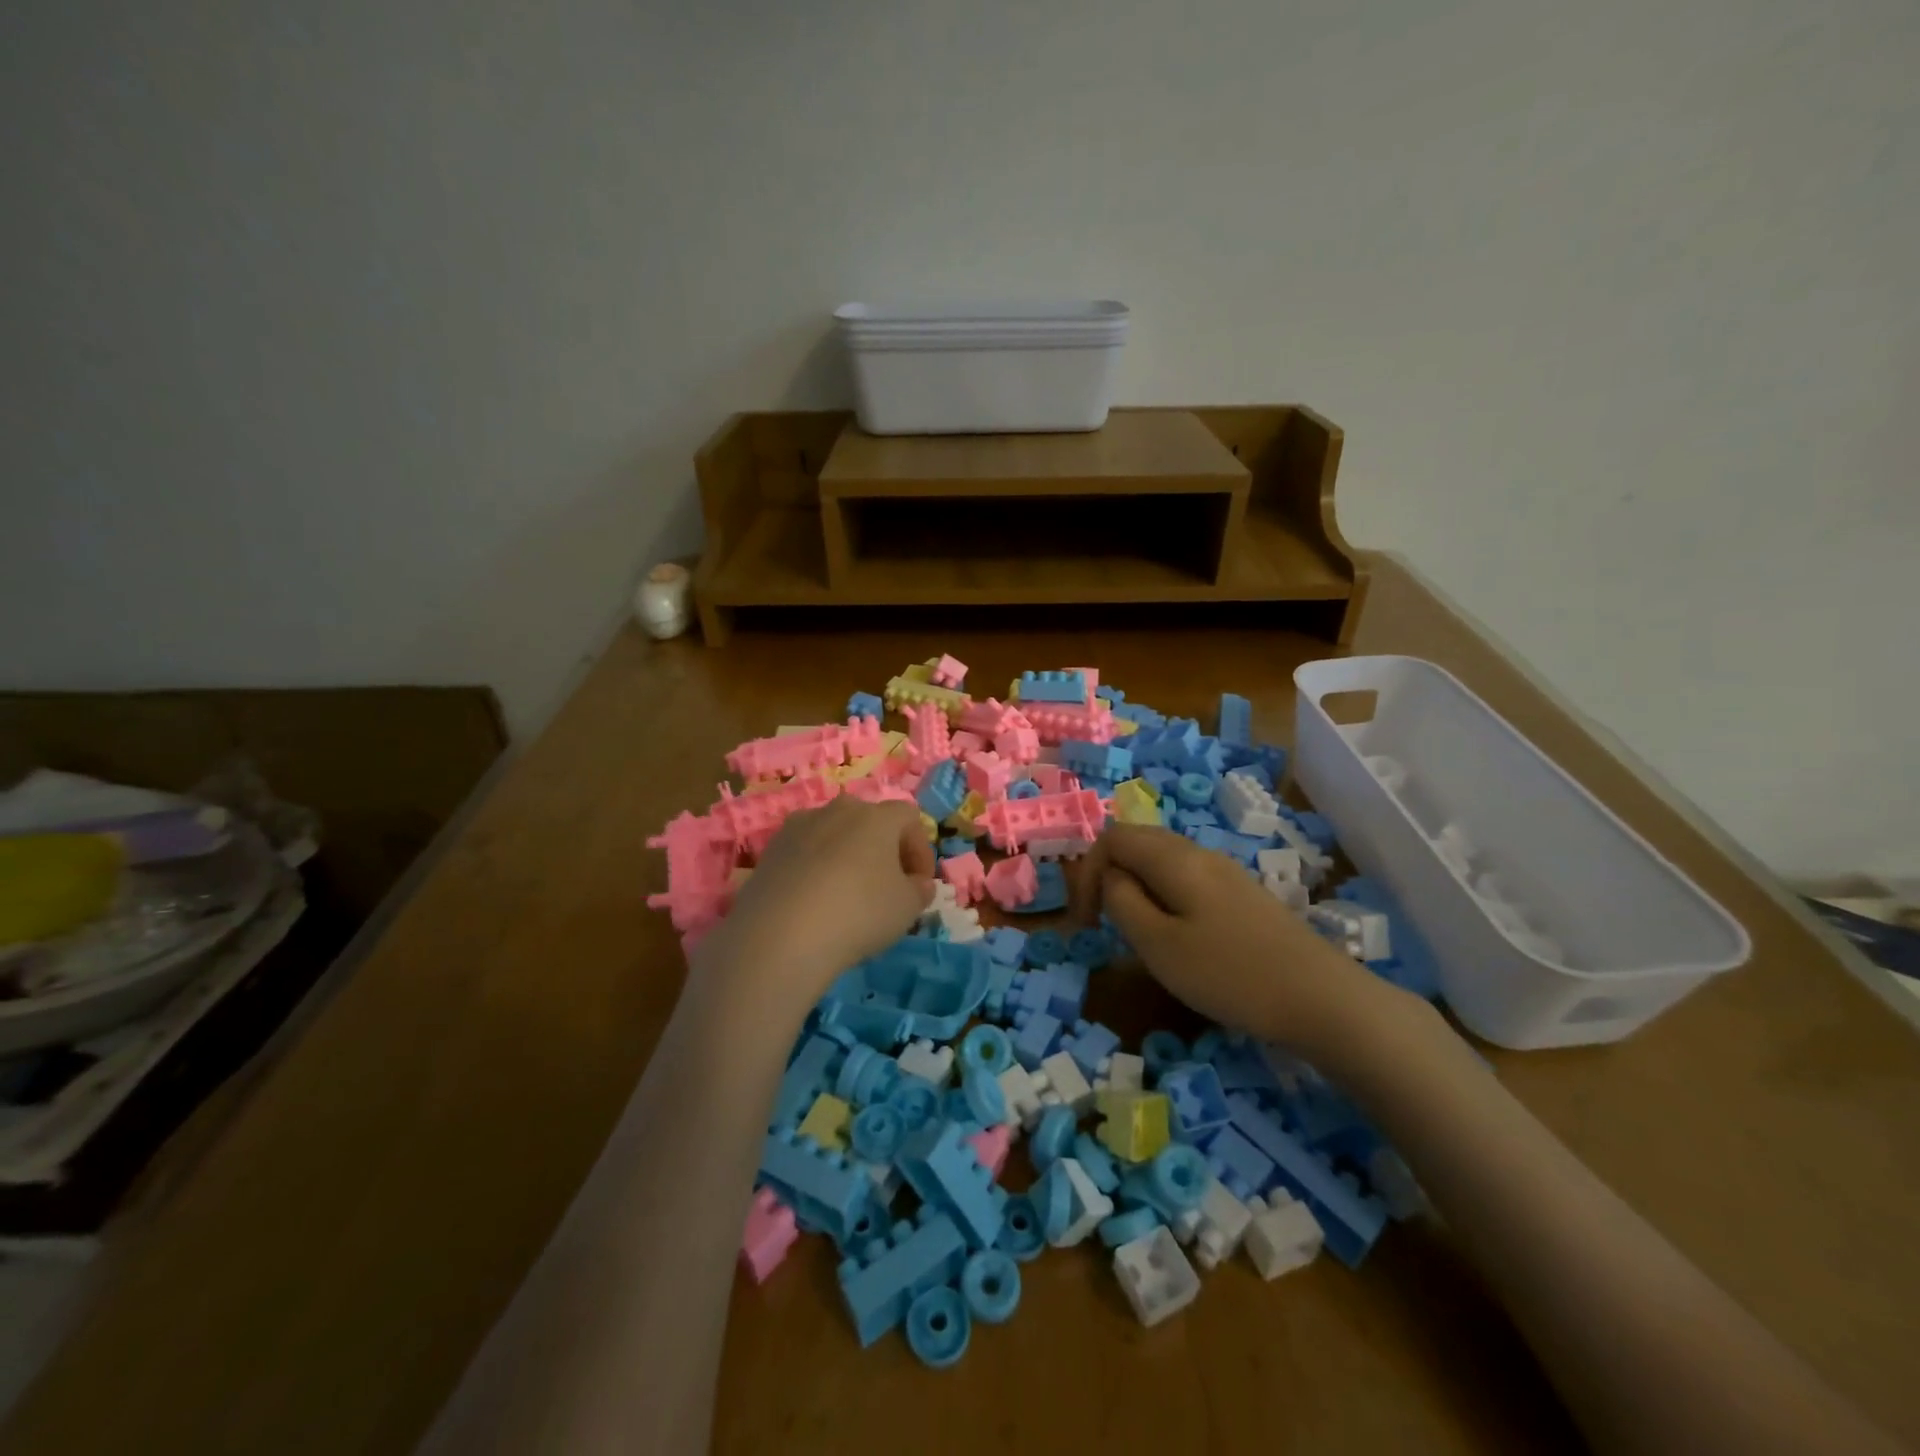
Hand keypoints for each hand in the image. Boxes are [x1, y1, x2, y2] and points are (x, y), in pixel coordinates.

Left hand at [693, 797, 934, 1014]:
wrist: (780, 935)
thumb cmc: (859, 913)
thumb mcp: (907, 908)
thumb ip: (920, 890)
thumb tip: (917, 883)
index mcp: (876, 816)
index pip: (909, 818)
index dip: (920, 850)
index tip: (920, 884)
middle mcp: (838, 810)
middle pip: (869, 821)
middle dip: (883, 850)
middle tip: (886, 887)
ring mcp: (799, 826)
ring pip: (834, 835)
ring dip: (846, 857)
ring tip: (846, 896)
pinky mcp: (770, 850)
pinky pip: (804, 853)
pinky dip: (815, 870)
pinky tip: (814, 903)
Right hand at [1088, 823, 1401, 1062]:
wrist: (1322, 999)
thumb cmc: (1229, 973)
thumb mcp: (1158, 944)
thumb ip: (1122, 902)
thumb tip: (1110, 878)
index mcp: (1173, 857)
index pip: (1112, 837)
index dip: (1086, 872)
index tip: (1085, 922)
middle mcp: (1199, 853)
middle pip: (1138, 843)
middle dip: (1109, 878)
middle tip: (1103, 925)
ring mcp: (1226, 873)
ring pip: (1163, 863)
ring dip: (1137, 889)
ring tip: (1137, 935)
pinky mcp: (1243, 896)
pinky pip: (1187, 881)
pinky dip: (1164, 899)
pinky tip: (1177, 938)